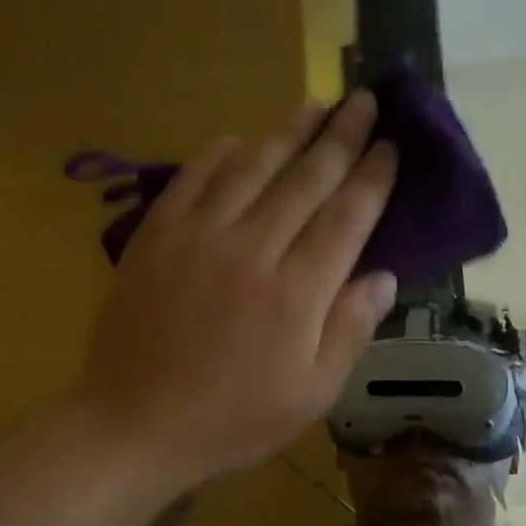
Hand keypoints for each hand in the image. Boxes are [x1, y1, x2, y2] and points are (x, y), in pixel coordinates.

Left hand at [75, 91, 399, 487]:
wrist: (133, 424)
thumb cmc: (231, 419)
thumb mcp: (310, 395)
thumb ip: (350, 331)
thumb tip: (385, 275)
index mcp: (297, 293)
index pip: (347, 217)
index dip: (373, 176)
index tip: (392, 144)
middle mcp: (252, 250)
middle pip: (306, 179)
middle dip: (341, 136)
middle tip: (363, 101)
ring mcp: (198, 237)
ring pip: (252, 167)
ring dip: (288, 132)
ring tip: (315, 104)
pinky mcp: (156, 235)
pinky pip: (193, 178)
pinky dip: (220, 152)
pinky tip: (240, 137)